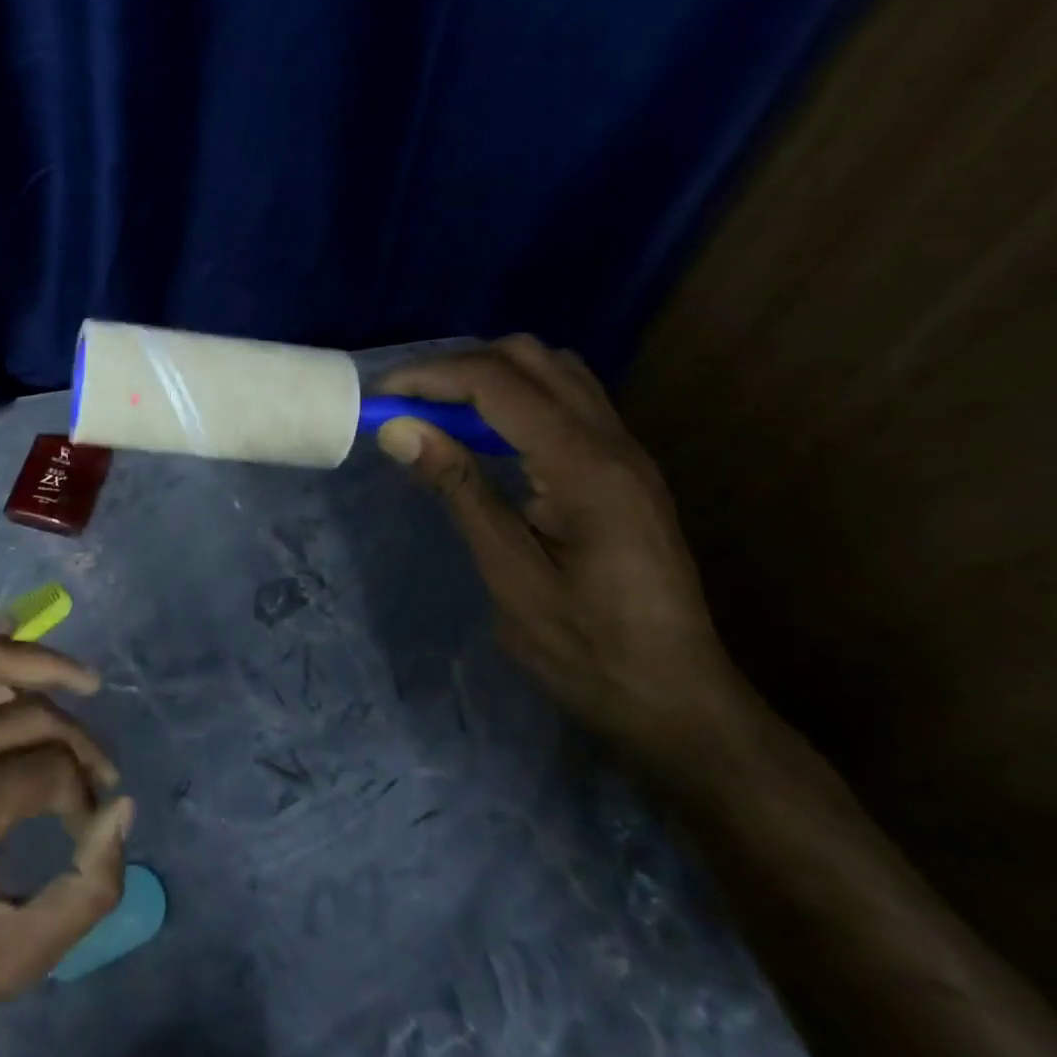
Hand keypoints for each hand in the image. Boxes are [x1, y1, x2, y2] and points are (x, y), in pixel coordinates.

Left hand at [0, 619, 132, 1052]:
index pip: (47, 769)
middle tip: (100, 769)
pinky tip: (3, 631)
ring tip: (79, 678)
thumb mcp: (15, 960)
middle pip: (24, 713)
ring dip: (36, 659)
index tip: (88, 829)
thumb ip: (87, 893)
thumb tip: (122, 809)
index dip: (84, 792)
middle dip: (77, 738)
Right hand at [375, 336, 761, 774]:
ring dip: (489, 376)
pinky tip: (485, 437)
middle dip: (457, 366)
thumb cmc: (586, 647)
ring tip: (440, 414)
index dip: (430, 377)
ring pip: (552, 370)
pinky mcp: (625, 468)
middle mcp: (613, 441)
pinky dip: (516, 397)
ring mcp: (626, 451)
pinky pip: (567, 399)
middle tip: (407, 404)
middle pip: (530, 357)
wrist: (676, 700)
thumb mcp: (509, 573)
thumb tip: (399, 429)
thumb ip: (458, 489)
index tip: (379, 399)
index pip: (497, 382)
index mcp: (584, 465)